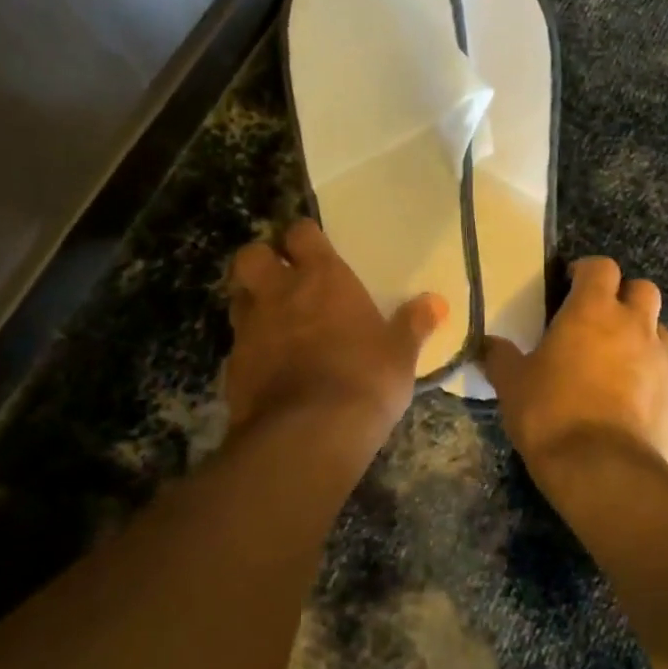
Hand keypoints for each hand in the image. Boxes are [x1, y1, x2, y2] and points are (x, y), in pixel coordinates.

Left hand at [225, 219, 446, 439]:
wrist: (308, 435)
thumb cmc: (364, 380)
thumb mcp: (400, 354)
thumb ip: (413, 324)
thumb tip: (436, 302)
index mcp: (321, 278)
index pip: (301, 233)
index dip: (304, 237)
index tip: (313, 248)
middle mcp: (279, 293)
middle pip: (251, 256)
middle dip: (261, 261)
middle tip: (281, 279)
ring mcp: (250, 329)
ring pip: (238, 298)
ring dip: (252, 303)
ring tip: (273, 322)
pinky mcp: (232, 368)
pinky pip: (237, 346)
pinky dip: (250, 350)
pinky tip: (268, 369)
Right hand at [483, 256, 667, 476]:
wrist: (605, 472)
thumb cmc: (551, 414)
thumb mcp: (512, 384)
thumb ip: (500, 357)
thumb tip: (486, 344)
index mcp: (594, 311)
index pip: (601, 266)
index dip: (587, 272)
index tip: (571, 288)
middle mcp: (636, 326)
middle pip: (643, 290)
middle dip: (624, 299)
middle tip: (600, 323)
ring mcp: (666, 362)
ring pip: (661, 333)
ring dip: (642, 340)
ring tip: (618, 367)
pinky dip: (654, 386)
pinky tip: (634, 412)